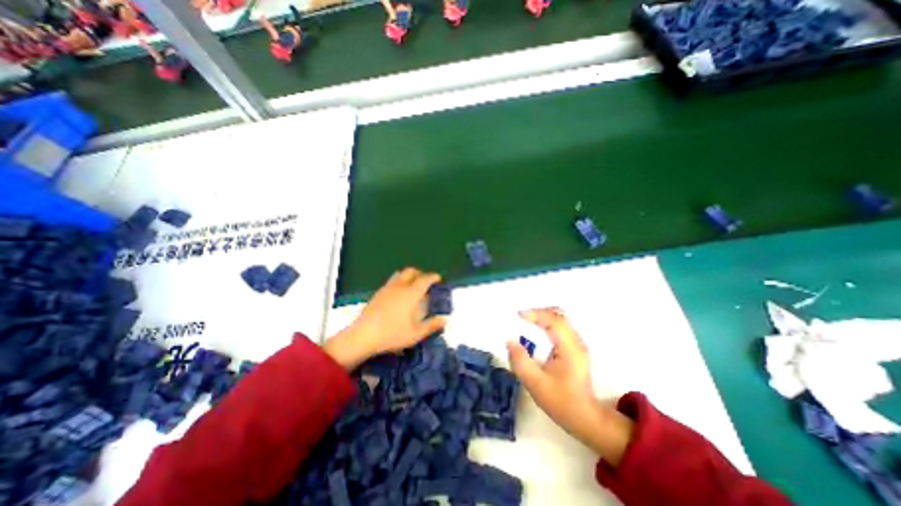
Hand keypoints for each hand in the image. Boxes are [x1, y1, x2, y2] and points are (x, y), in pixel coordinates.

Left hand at [326, 269, 447, 372]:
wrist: (363, 335)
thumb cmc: (392, 334)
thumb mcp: (415, 334)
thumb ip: (432, 325)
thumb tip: (444, 319)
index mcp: (411, 294)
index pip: (425, 279)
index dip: (433, 277)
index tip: (438, 279)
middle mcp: (399, 286)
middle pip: (411, 271)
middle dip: (420, 273)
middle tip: (426, 282)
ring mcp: (387, 288)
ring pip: (400, 274)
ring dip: (409, 276)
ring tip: (413, 286)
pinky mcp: (378, 293)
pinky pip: (392, 281)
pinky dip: (399, 282)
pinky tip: (398, 295)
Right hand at [505, 308, 631, 465]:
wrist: (586, 418)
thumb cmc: (562, 402)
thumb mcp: (536, 384)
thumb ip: (520, 362)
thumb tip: (510, 341)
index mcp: (570, 348)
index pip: (554, 320)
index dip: (536, 314)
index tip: (518, 315)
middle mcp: (576, 341)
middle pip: (558, 315)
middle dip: (538, 313)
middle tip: (521, 318)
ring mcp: (577, 344)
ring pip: (560, 320)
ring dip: (542, 318)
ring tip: (525, 323)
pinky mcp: (574, 348)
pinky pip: (560, 327)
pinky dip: (546, 324)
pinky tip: (536, 333)